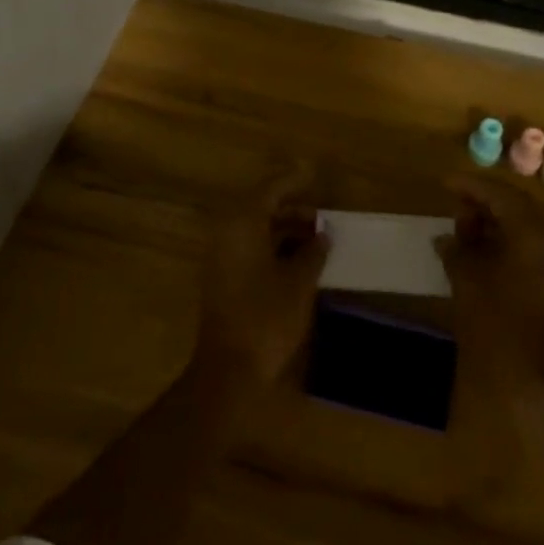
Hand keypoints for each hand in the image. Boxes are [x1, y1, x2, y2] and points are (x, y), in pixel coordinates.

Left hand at [196, 167, 331, 387]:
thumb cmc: (266, 317)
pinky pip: (249, 248)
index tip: (314, 174)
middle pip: (260, 207)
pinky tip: (298, 259)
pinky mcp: (222, 279)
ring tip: (316, 237)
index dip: (293, 180)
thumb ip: (313, 252)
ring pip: (255, 229)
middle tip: (321, 215)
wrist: (228, 370)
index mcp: (243, 225)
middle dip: (291, 208)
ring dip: (284, 229)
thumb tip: (322, 235)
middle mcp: (227, 233)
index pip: (270, 189)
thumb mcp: (299, 282)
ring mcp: (221, 257)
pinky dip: (273, 246)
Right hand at [435, 178, 543, 400]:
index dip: (471, 186)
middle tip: (453, 209)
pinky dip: (503, 249)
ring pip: (522, 233)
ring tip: (461, 235)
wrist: (539, 383)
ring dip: (492, 229)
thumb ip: (457, 250)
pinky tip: (479, 263)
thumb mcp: (468, 280)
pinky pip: (527, 254)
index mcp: (531, 232)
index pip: (500, 193)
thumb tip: (448, 239)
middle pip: (515, 209)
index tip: (445, 183)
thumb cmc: (499, 324)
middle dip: (482, 206)